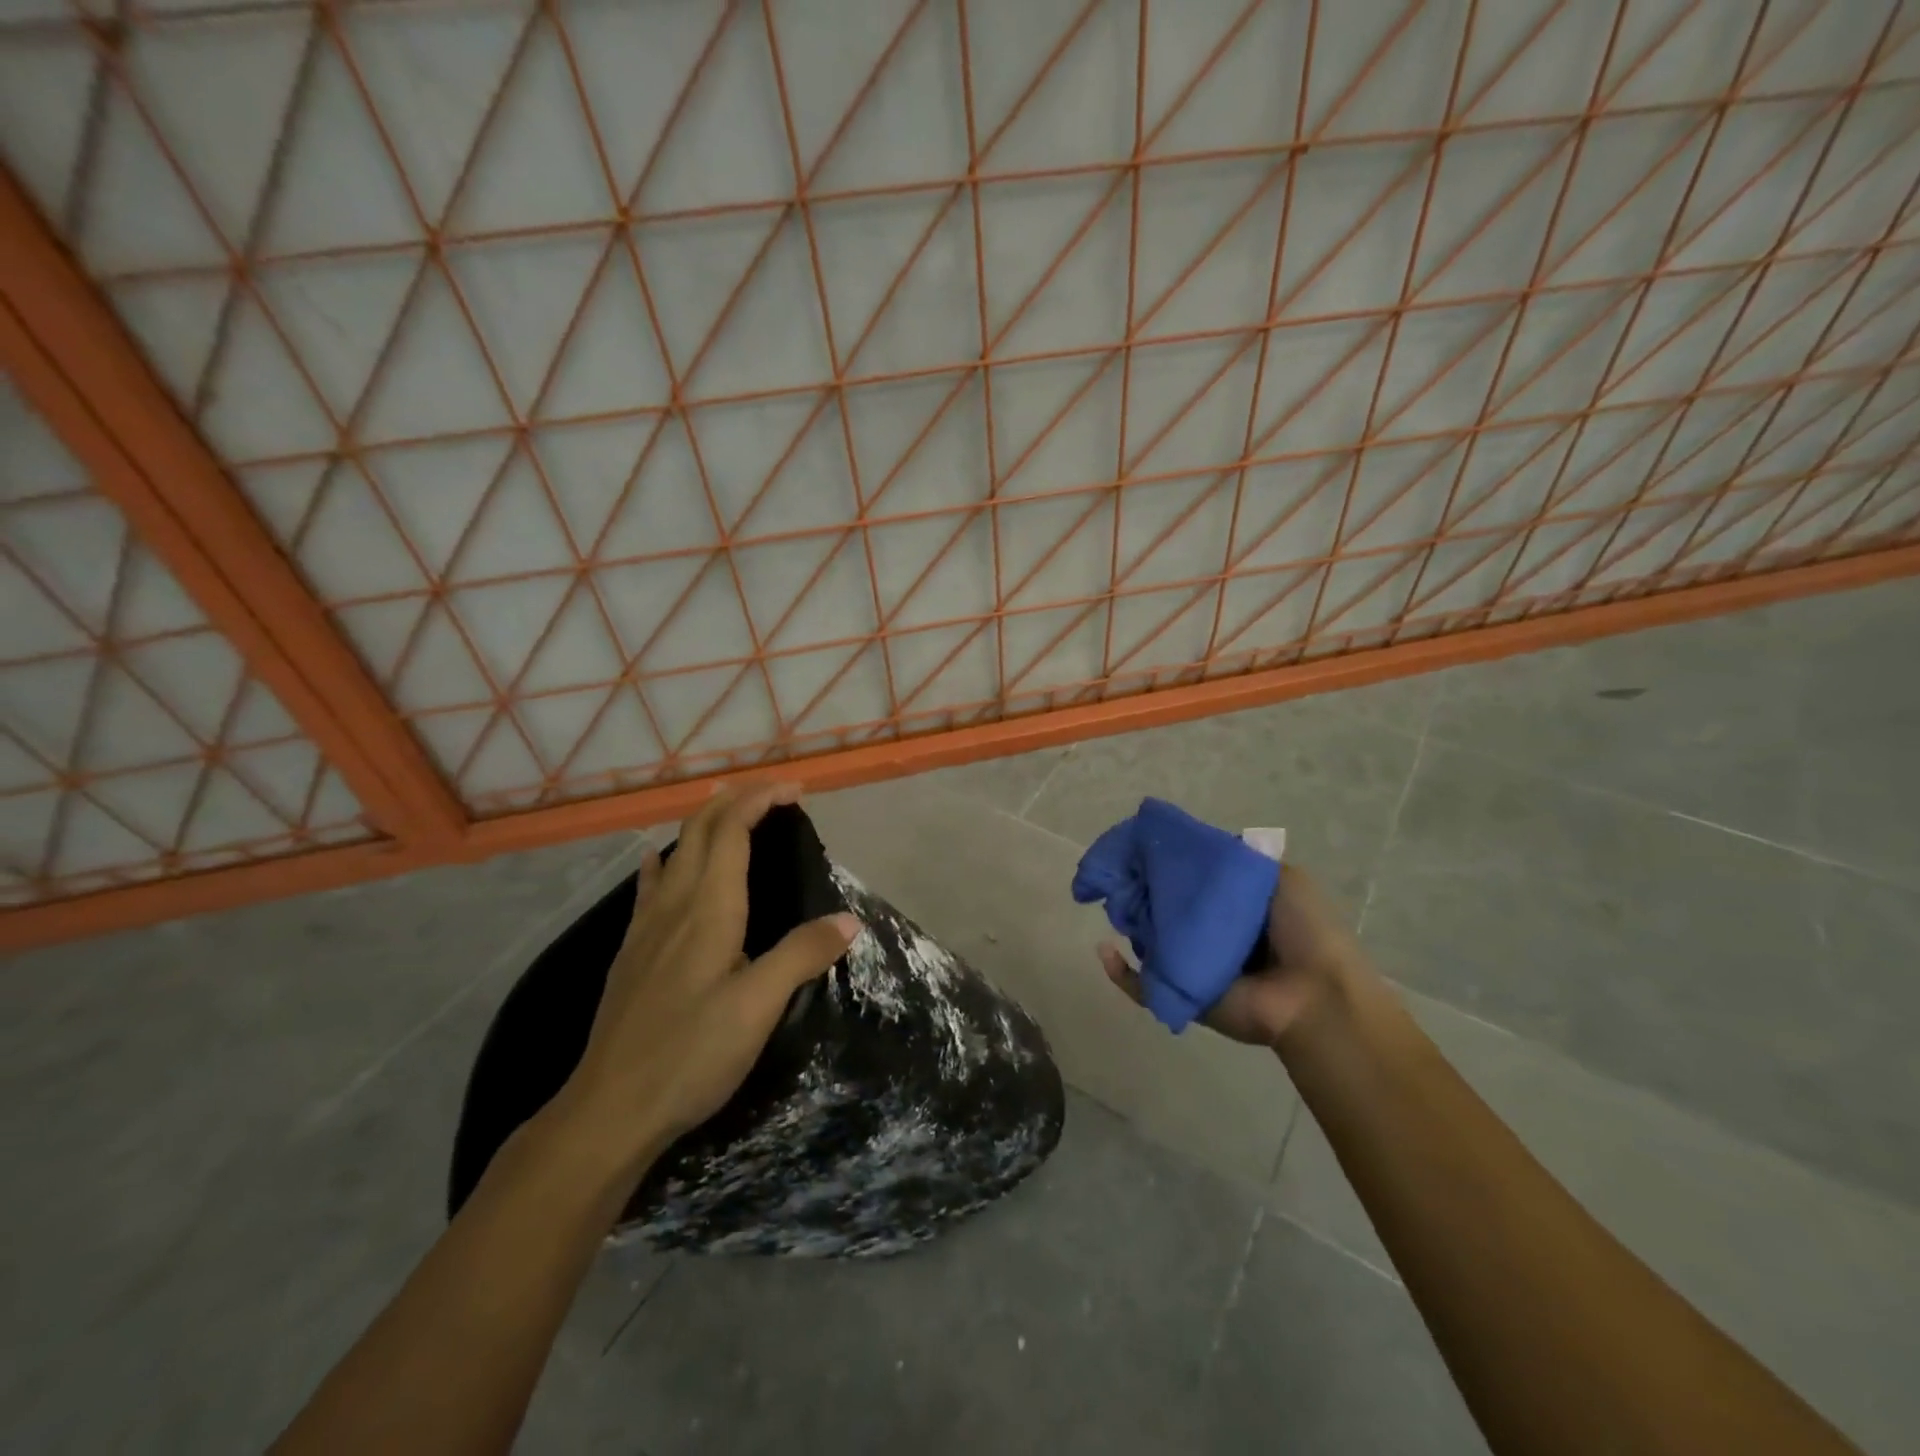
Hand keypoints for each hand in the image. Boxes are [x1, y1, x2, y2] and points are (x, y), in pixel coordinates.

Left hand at [556, 781, 858, 1173]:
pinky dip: (665, 859)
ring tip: (728, 809)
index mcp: (708, 909)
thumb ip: (802, 955)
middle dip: (735, 800)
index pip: (731, 832)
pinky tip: (658, 861)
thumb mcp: (758, 1007)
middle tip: (773, 792)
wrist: (609, 1109)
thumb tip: (848, 920)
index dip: (760, 800)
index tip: (794, 790)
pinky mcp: (633, 952)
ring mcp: (647, 927)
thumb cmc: (690, 1053)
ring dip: (705, 822)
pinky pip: (651, 885)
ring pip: (675, 852)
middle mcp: (675, 905)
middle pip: (700, 831)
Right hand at [1097, 864, 1371, 1047]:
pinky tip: (1105, 949)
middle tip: (1121, 877)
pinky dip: (1119, 971)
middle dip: (1138, 889)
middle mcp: (1207, 930)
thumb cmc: (1303, 929)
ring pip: (1147, 938)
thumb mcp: (1278, 876)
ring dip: (1129, 922)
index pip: (1183, 878)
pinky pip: (1141, 984)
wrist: (1316, 994)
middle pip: (1160, 905)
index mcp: (1228, 904)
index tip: (1134, 848)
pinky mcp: (1181, 993)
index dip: (1159, 862)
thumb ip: (1236, 858)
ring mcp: (1192, 962)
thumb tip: (1191, 846)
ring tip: (1117, 907)